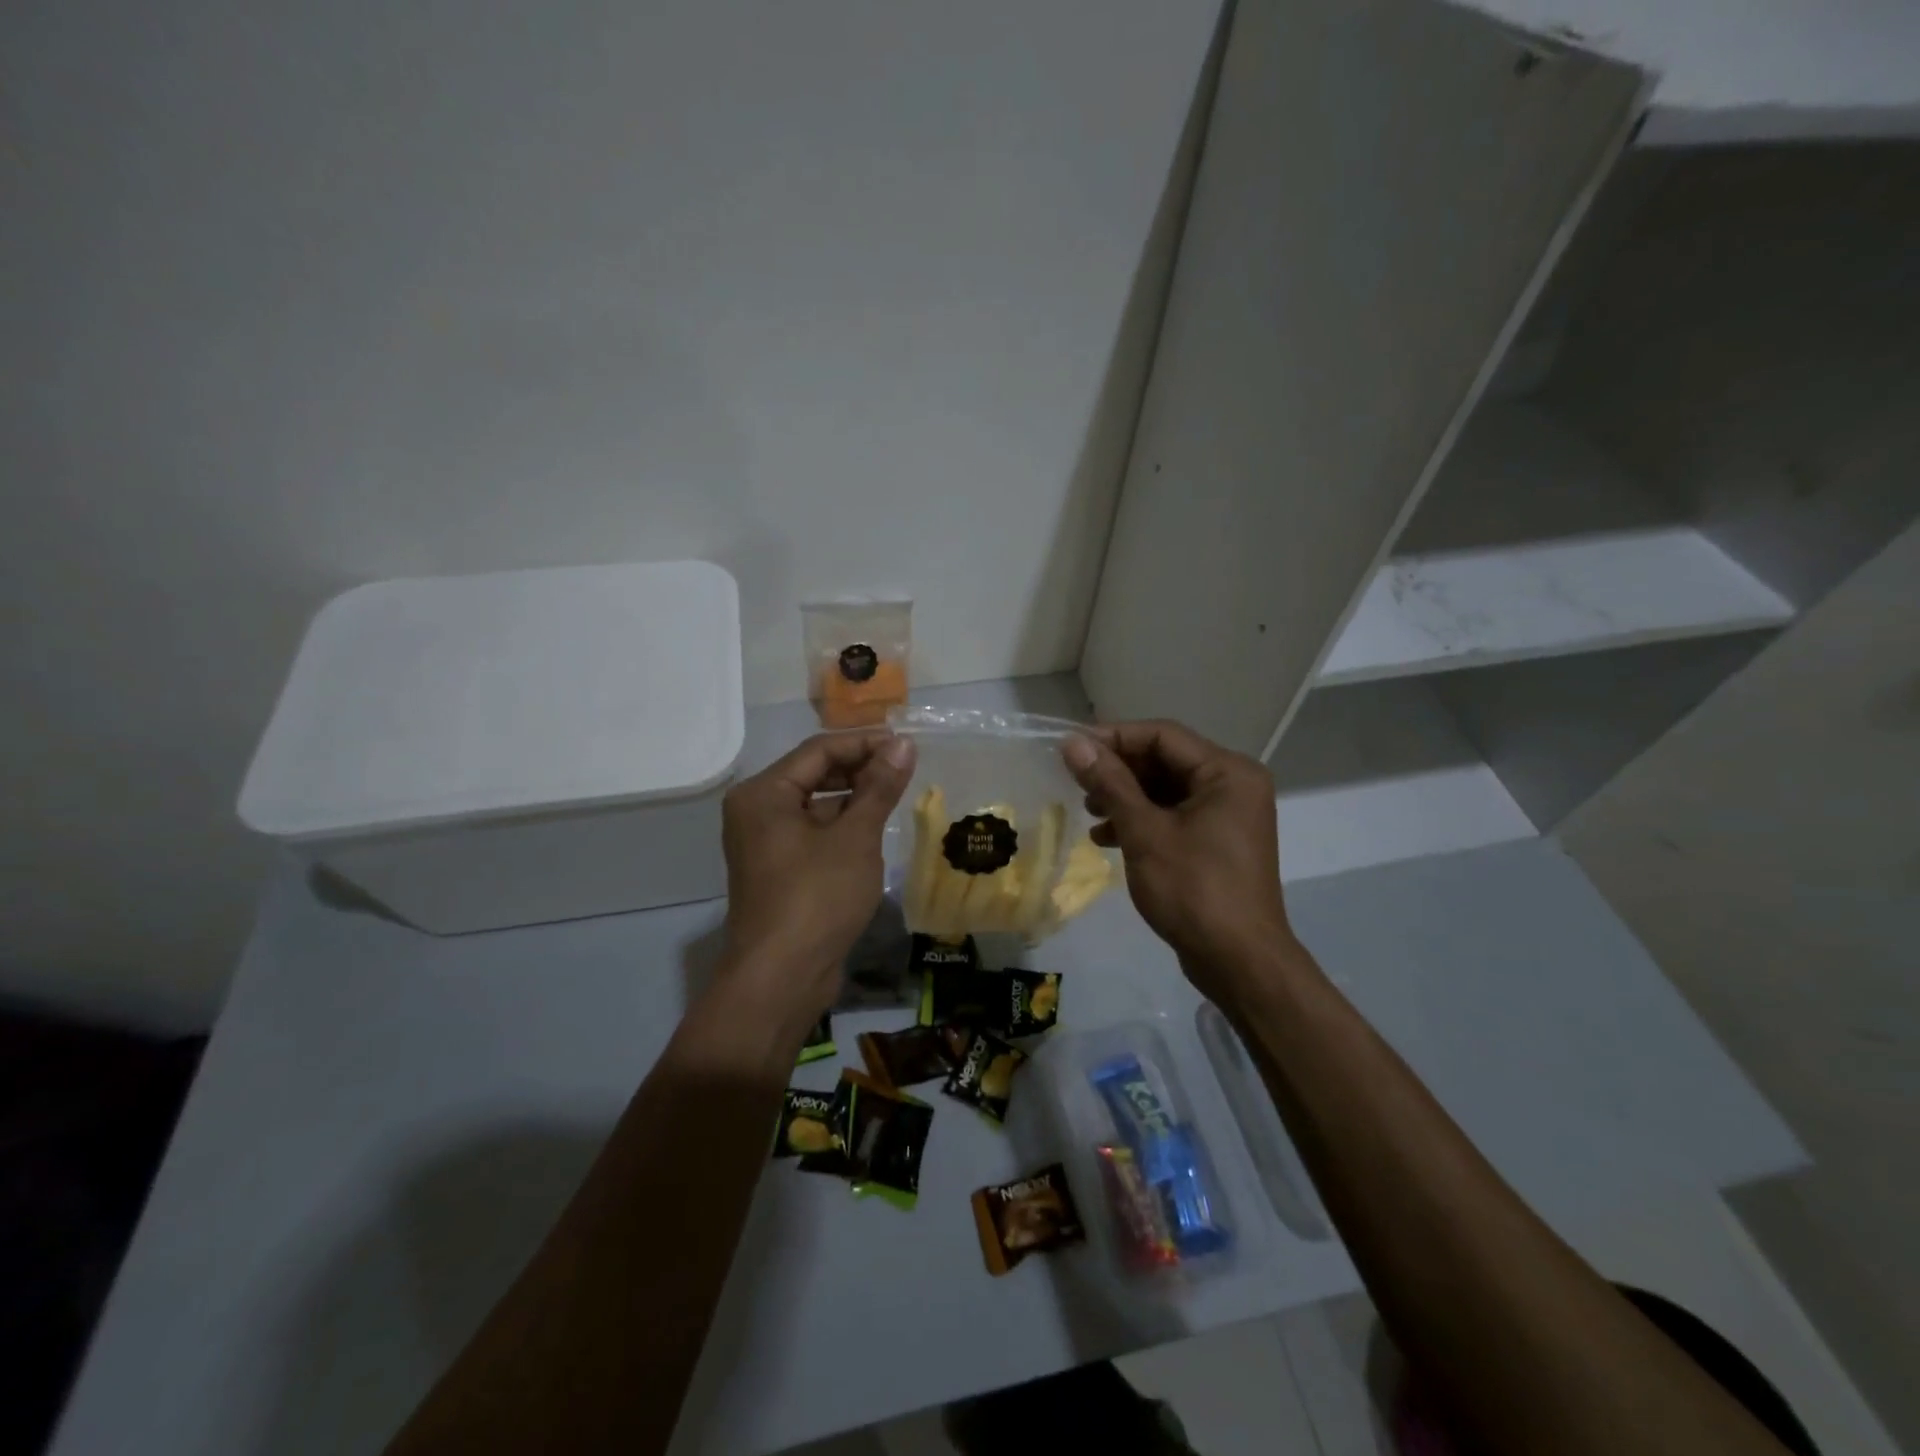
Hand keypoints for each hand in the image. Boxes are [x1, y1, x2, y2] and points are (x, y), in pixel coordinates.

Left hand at [719, 731, 916, 1016]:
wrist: (781, 978)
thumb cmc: (817, 897)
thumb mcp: (855, 837)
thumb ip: (879, 786)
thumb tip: (903, 744)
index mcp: (763, 793)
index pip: (819, 750)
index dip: (865, 743)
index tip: (907, 744)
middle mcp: (756, 811)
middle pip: (813, 774)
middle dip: (860, 768)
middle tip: (906, 768)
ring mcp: (764, 843)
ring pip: (815, 805)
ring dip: (853, 798)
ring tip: (896, 795)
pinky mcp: (778, 869)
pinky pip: (812, 832)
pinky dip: (841, 826)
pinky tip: (874, 829)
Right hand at [1063, 720, 1291, 1004]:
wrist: (1239, 962)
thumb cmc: (1194, 889)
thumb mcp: (1144, 832)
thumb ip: (1109, 783)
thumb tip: (1073, 743)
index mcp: (1227, 772)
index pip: (1162, 735)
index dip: (1114, 737)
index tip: (1071, 749)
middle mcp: (1233, 785)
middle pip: (1165, 760)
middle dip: (1118, 770)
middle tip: (1076, 782)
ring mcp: (1227, 815)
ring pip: (1166, 790)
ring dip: (1125, 797)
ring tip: (1089, 811)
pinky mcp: (1217, 842)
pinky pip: (1174, 816)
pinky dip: (1141, 821)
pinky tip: (1107, 837)